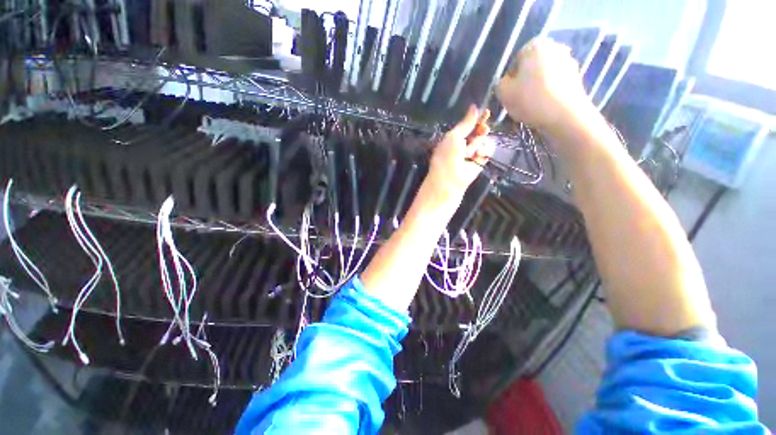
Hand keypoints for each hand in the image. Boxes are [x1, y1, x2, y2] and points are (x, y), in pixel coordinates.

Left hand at [427, 105, 494, 200]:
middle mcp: (465, 143)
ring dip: (478, 144)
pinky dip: (484, 151)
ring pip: (485, 139)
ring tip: (469, 153)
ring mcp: (474, 152)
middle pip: (480, 130)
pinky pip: (489, 149)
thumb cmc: (447, 156)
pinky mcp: (481, 160)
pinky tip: (477, 156)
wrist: (450, 179)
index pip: (469, 124)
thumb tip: (475, 106)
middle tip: (482, 130)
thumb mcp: (453, 136)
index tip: (486, 112)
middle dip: (481, 129)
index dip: (477, 118)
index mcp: (455, 137)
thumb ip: (466, 123)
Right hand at [496, 38, 591, 131]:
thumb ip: (500, 84)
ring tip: (532, 105)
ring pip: (544, 75)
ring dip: (537, 87)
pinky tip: (545, 107)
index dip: (510, 78)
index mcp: (534, 45)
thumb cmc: (530, 99)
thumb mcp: (503, 93)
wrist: (564, 115)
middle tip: (519, 99)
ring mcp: (568, 61)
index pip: (515, 60)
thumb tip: (505, 83)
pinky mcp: (577, 77)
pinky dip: (549, 92)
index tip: (509, 93)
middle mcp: (554, 47)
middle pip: (532, 66)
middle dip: (525, 80)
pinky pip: (556, 83)